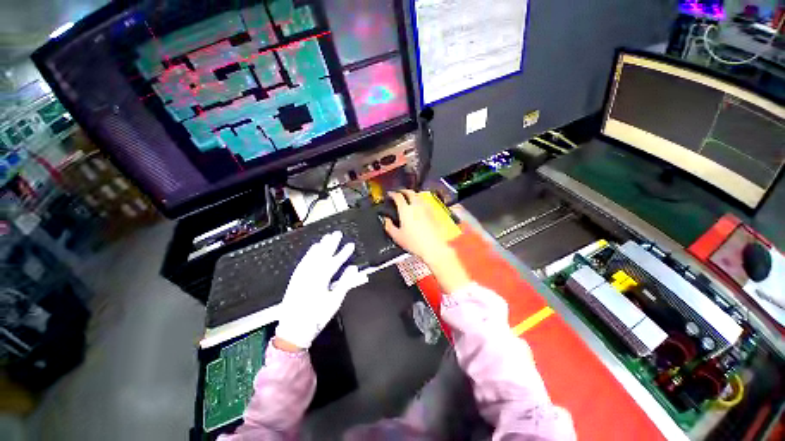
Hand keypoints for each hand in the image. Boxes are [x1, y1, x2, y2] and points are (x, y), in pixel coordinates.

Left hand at [275, 231, 367, 349]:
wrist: (293, 330)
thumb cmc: (317, 317)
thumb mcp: (334, 301)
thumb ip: (345, 283)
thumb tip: (354, 268)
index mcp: (321, 279)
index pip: (334, 262)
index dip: (344, 253)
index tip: (351, 244)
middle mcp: (310, 273)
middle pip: (322, 255)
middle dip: (331, 243)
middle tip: (337, 233)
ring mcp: (301, 275)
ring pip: (312, 256)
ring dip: (320, 246)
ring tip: (326, 237)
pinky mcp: (295, 278)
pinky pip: (303, 262)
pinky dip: (309, 254)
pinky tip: (312, 249)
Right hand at [383, 190, 470, 292]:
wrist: (433, 247)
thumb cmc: (415, 243)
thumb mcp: (397, 236)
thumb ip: (389, 226)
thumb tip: (386, 220)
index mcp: (405, 210)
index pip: (398, 196)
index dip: (392, 194)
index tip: (390, 194)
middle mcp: (416, 206)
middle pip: (410, 192)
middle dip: (403, 191)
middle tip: (399, 193)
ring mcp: (426, 208)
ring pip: (418, 196)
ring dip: (412, 195)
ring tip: (408, 198)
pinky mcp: (433, 213)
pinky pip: (425, 202)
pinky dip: (420, 201)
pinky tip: (418, 207)